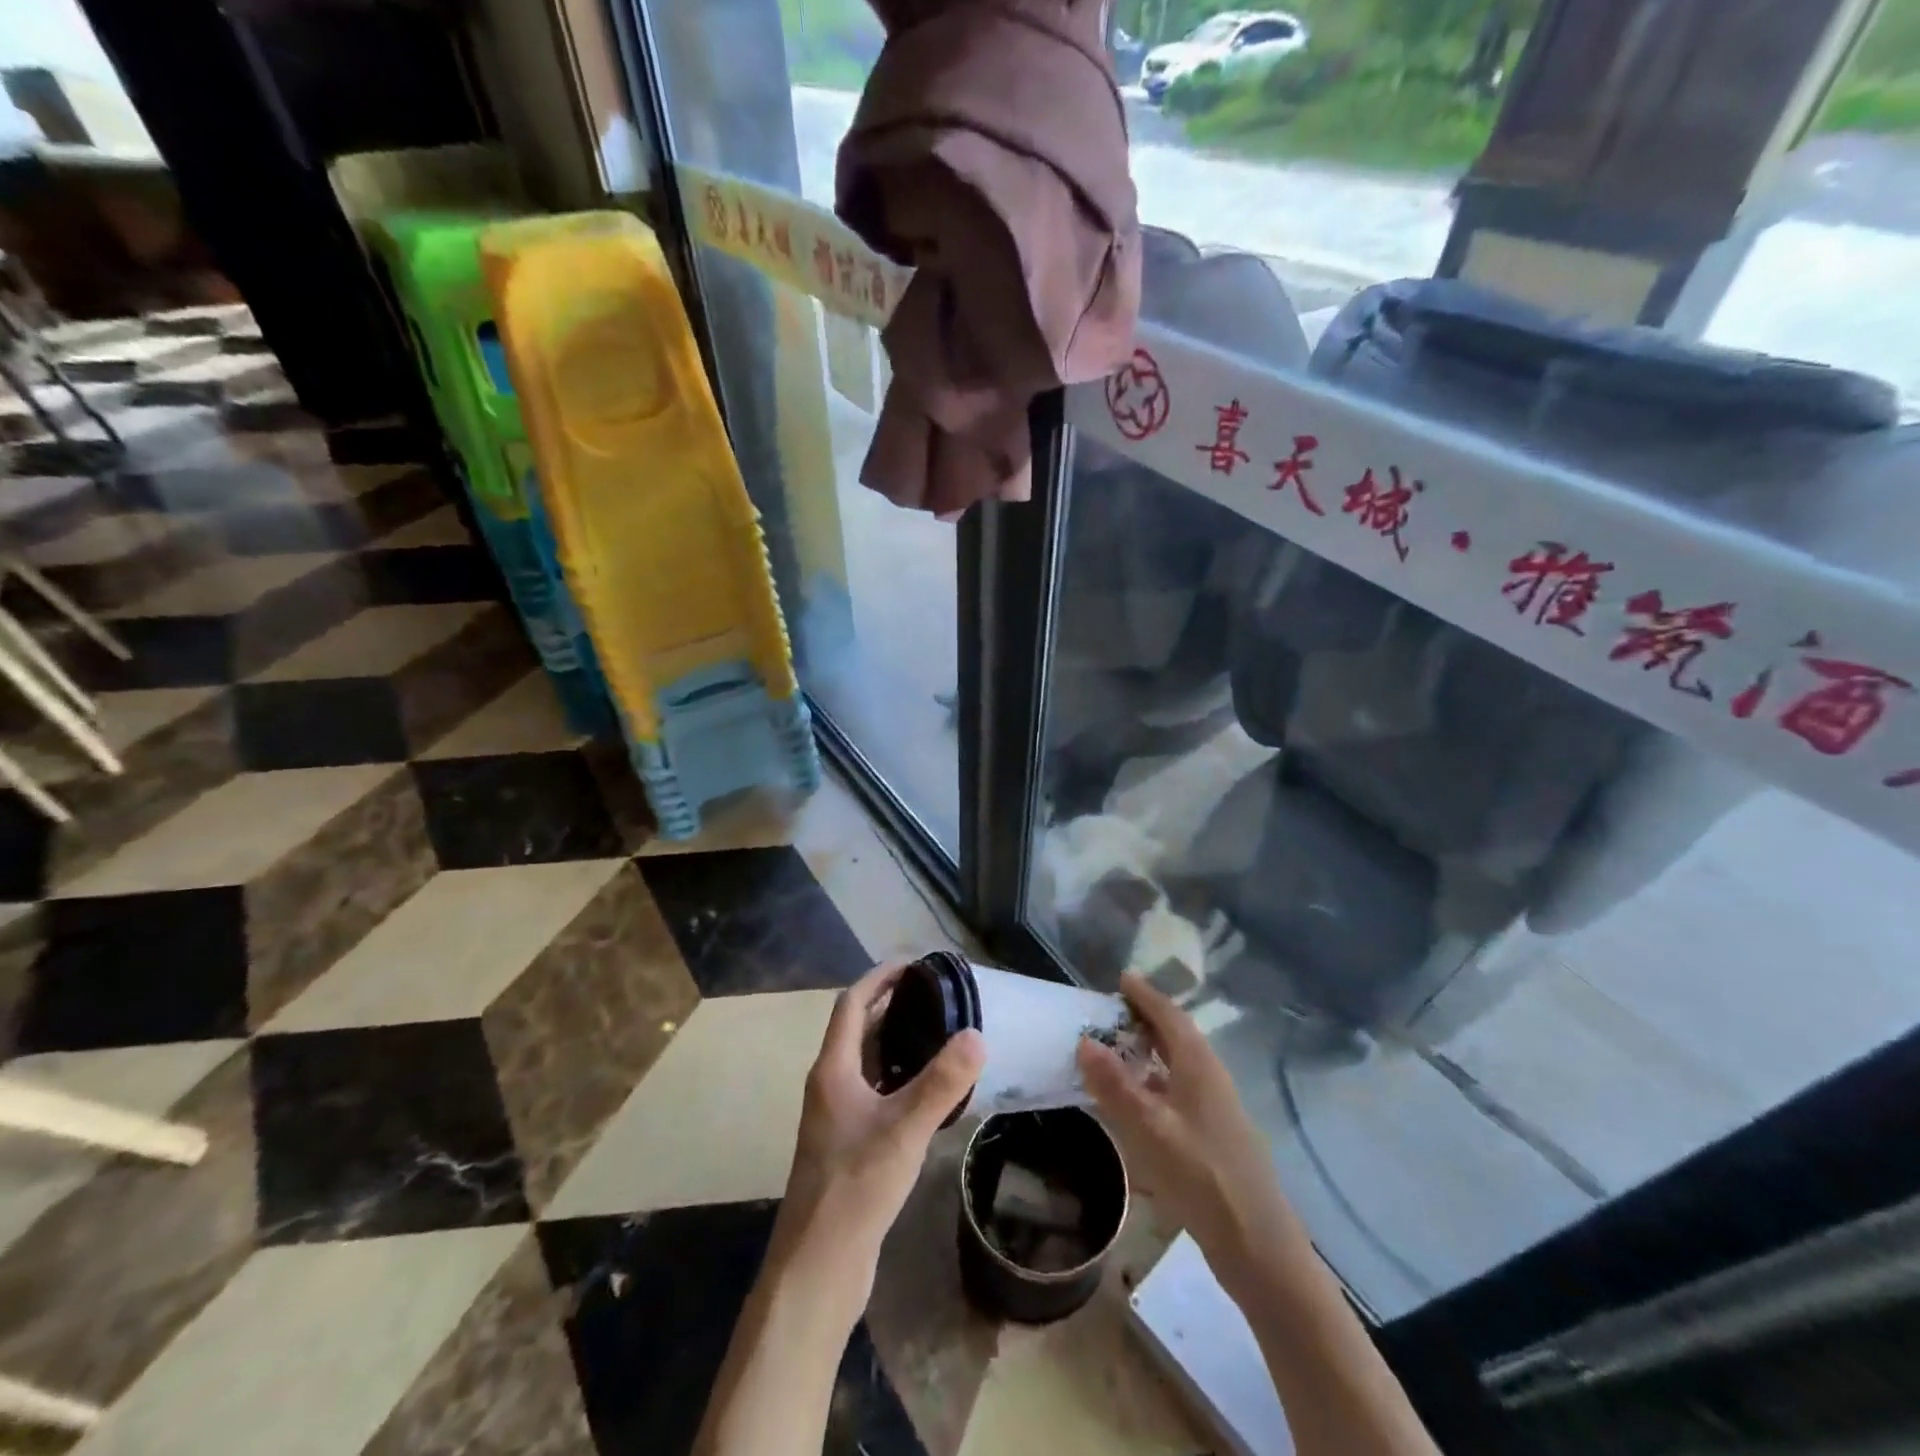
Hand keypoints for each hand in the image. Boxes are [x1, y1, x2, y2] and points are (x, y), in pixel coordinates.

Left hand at [772, 961, 985, 1311]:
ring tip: (939, 1032)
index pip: (852, 1004)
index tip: (914, 964)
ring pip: (867, 1063)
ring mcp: (837, 1116)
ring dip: (896, 1041)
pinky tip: (929, 1090)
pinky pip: (875, 1092)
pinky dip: (899, 1076)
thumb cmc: (855, 1187)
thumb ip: (942, 1082)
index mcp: (833, 1069)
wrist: (818, 1266)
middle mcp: (830, 1085)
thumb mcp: (904, 1130)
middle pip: (859, 1030)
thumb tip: (977, 1035)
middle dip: (893, 1006)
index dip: (880, 978)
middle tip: (937, 995)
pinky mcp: (849, 1143)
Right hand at [1077, 972, 1306, 1287]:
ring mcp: (1215, 1108)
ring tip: (1115, 1050)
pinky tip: (1135, 1102)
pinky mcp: (1212, 1135)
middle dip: (1145, 1019)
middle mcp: (1210, 1078)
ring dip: (1148, 1052)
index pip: (1170, 1015)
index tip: (1121, 978)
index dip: (1145, 995)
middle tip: (1110, 1011)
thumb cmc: (1203, 1177)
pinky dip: (1153, 1083)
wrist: (1258, 1246)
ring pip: (1177, 1065)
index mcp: (1199, 1065)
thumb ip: (1116, 1085)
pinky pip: (1177, 1091)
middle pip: (1176, 1036)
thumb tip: (1084, 1041)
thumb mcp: (1151, 1129)